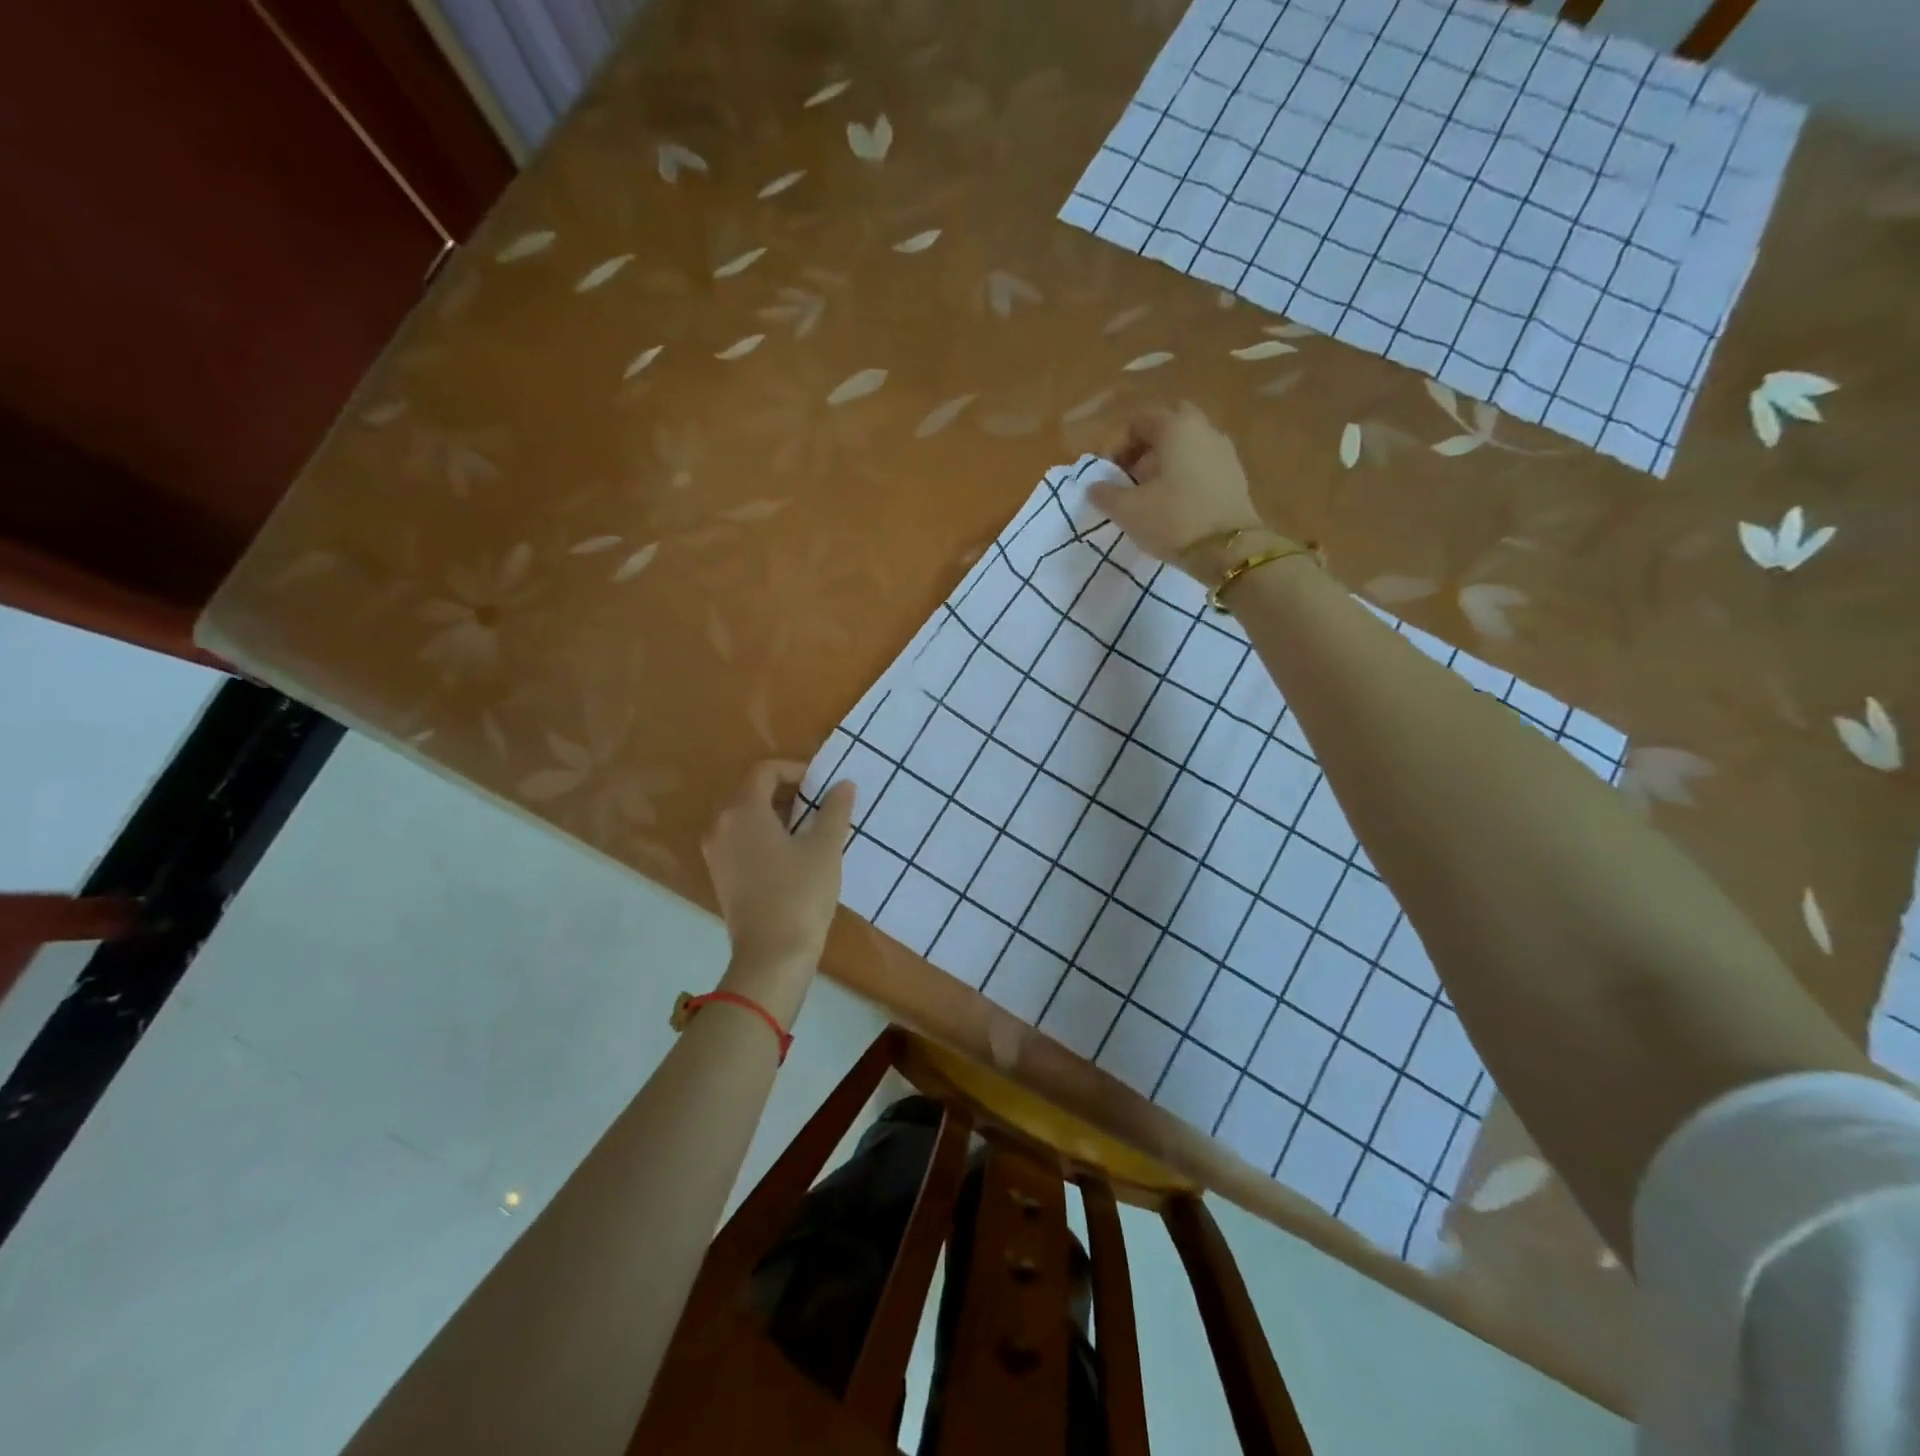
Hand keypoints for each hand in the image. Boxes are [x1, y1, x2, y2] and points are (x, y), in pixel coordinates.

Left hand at [702, 761, 854, 999]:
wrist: (772, 956)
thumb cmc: (800, 894)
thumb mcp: (825, 848)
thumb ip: (834, 810)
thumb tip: (842, 784)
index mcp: (742, 812)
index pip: (765, 771)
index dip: (795, 770)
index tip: (823, 785)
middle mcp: (721, 826)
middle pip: (752, 792)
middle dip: (788, 792)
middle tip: (822, 805)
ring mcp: (716, 853)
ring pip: (747, 817)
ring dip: (778, 814)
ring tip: (812, 829)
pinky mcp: (721, 876)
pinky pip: (742, 840)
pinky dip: (766, 836)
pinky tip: (794, 854)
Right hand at [1091, 403, 1263, 578]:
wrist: (1229, 550)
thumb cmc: (1173, 521)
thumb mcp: (1128, 510)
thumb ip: (1105, 494)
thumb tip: (1094, 487)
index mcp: (1175, 427)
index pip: (1138, 421)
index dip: (1115, 445)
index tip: (1106, 474)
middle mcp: (1203, 429)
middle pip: (1167, 425)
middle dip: (1144, 446)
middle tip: (1130, 475)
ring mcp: (1224, 450)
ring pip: (1187, 443)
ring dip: (1165, 461)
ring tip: (1149, 493)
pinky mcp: (1235, 475)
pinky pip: (1202, 462)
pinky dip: (1184, 474)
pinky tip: (1174, 502)